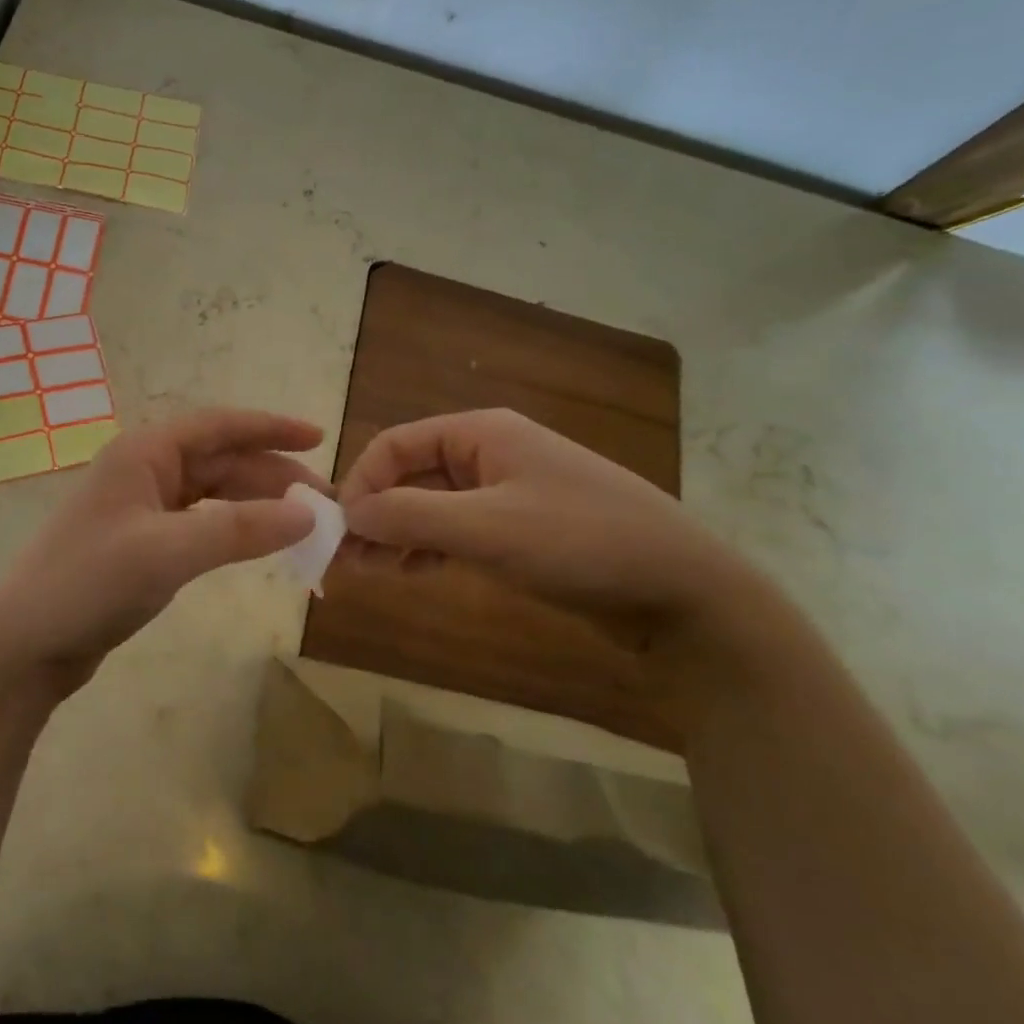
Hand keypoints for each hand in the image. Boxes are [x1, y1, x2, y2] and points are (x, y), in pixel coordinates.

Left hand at [0, 409, 324, 697]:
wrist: (24, 644)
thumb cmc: (89, 583)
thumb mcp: (168, 552)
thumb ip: (240, 530)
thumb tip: (309, 514)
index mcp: (145, 453)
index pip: (219, 426)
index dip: (271, 428)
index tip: (320, 437)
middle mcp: (144, 470)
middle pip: (220, 460)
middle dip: (272, 475)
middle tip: (322, 502)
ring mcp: (141, 508)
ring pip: (212, 493)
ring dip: (255, 504)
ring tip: (300, 524)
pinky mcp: (141, 543)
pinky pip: (199, 523)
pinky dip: (232, 529)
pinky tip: (256, 543)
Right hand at [337, 408, 750, 628]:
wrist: (684, 590)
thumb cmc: (580, 542)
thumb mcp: (486, 528)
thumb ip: (409, 516)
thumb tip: (347, 513)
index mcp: (481, 433)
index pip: (395, 446)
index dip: (360, 484)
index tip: (340, 531)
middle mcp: (489, 453)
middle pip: (410, 475)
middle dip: (375, 513)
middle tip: (347, 561)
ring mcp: (507, 491)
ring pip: (431, 505)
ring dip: (397, 534)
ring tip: (373, 572)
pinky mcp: (521, 528)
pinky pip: (457, 529)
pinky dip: (428, 548)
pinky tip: (412, 572)